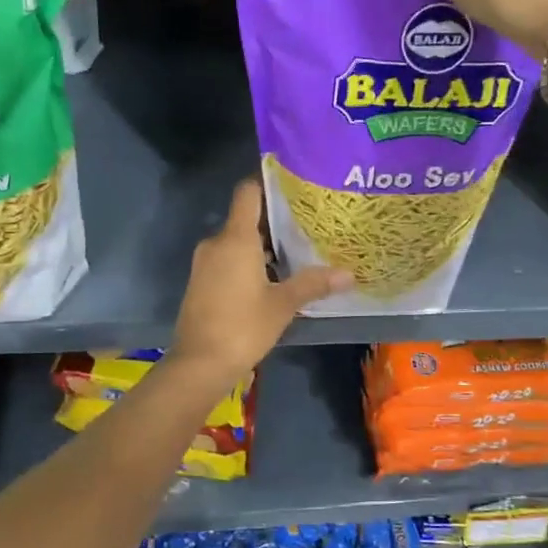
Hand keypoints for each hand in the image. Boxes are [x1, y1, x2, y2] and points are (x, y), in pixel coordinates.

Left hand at [167, 180, 350, 383]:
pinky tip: (272, 278)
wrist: (198, 364)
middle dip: (274, 220)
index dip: (268, 183)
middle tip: (307, 224)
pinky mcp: (201, 282)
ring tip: (296, 252)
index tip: (294, 185)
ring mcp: (204, 263)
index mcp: (235, 238)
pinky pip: (227, 260)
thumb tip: (349, 274)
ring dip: (262, 245)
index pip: (248, 192)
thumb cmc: (242, 327)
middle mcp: (216, 243)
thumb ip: (313, 283)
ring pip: (236, 242)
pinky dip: (248, 262)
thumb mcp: (283, 305)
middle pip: (245, 218)